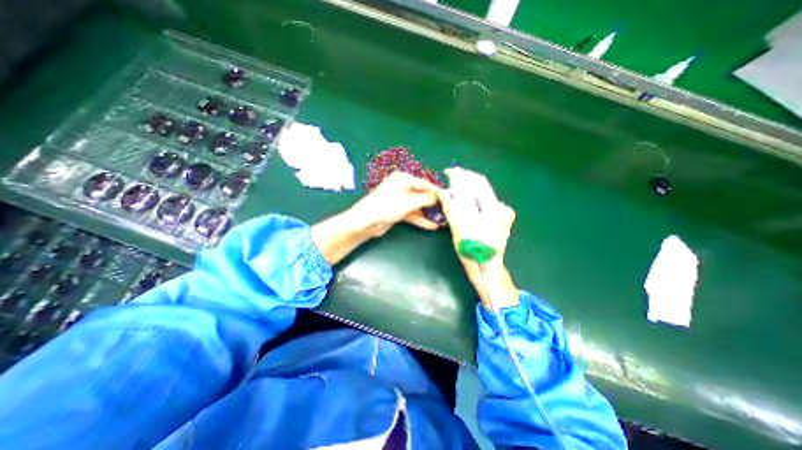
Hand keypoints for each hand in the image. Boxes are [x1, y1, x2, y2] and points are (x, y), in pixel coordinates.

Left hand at [349, 170, 440, 237]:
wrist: (366, 221)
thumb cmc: (387, 206)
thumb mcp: (409, 202)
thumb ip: (427, 199)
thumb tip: (441, 196)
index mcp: (404, 179)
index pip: (425, 184)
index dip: (437, 192)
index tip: (450, 199)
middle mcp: (402, 187)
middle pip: (422, 195)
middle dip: (434, 204)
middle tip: (447, 211)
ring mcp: (400, 199)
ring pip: (418, 205)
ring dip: (428, 213)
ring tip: (442, 220)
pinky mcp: (398, 210)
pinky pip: (412, 213)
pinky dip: (420, 219)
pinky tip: (431, 226)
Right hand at [437, 167, 516, 309]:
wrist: (488, 268)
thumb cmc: (472, 252)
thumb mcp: (459, 229)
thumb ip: (451, 208)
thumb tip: (442, 191)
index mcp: (493, 210)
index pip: (478, 183)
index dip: (462, 175)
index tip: (448, 172)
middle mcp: (501, 208)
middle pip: (482, 186)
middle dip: (464, 179)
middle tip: (449, 177)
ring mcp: (503, 213)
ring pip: (483, 193)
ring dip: (468, 188)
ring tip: (453, 188)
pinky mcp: (501, 217)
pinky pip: (485, 201)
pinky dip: (473, 197)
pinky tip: (464, 200)